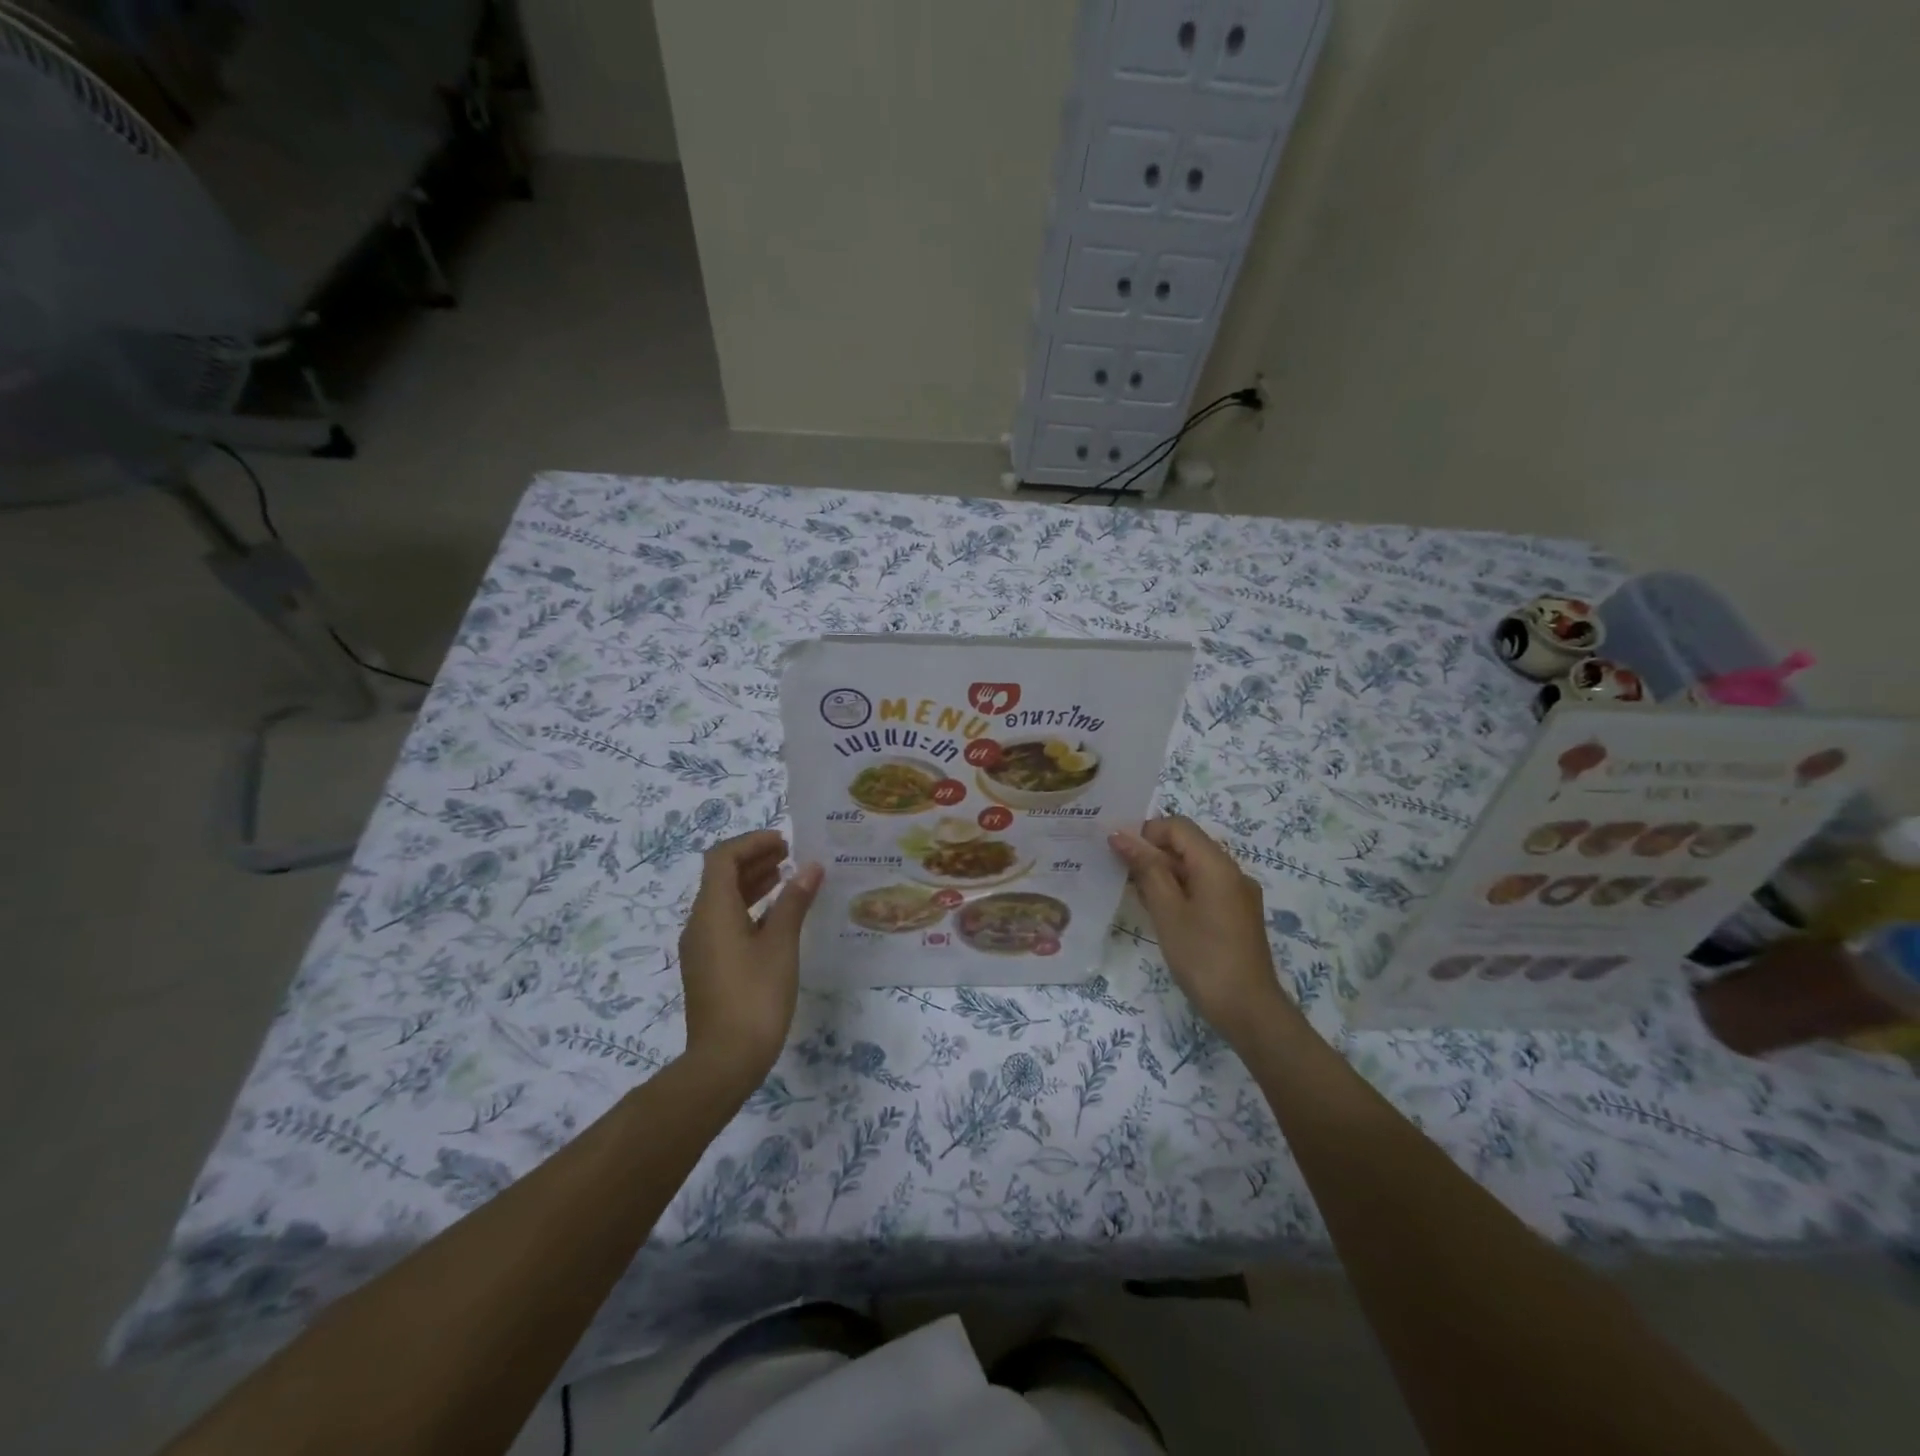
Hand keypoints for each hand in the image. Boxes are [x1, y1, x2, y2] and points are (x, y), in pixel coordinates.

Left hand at [678, 830, 822, 1079]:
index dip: (752, 843)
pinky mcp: (708, 967)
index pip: (723, 858)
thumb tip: (811, 867)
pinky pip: (725, 923)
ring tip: (786, 878)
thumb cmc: (756, 996)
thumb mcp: (781, 944)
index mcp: (713, 911)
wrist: (725, 1061)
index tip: (784, 842)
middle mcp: (699, 923)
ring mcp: (701, 947)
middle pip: (720, 877)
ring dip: (752, 884)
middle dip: (754, 860)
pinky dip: (749, 909)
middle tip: (790, 855)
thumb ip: (794, 901)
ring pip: (723, 901)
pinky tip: (776, 918)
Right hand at [1110, 816, 1297, 1040]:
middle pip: (1187, 845)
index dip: (1146, 832)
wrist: (1249, 1010)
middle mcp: (1232, 872)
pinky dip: (1179, 891)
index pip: (1178, 826)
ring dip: (1163, 873)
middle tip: (1119, 873)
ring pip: (1194, 868)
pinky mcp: (1236, 915)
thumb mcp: (1167, 911)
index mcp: (1217, 864)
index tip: (1118, 852)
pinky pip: (1204, 888)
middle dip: (1152, 853)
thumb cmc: (1203, 957)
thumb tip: (1121, 836)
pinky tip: (1159, 912)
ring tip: (1134, 893)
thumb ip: (1146, 869)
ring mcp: (1237, 894)